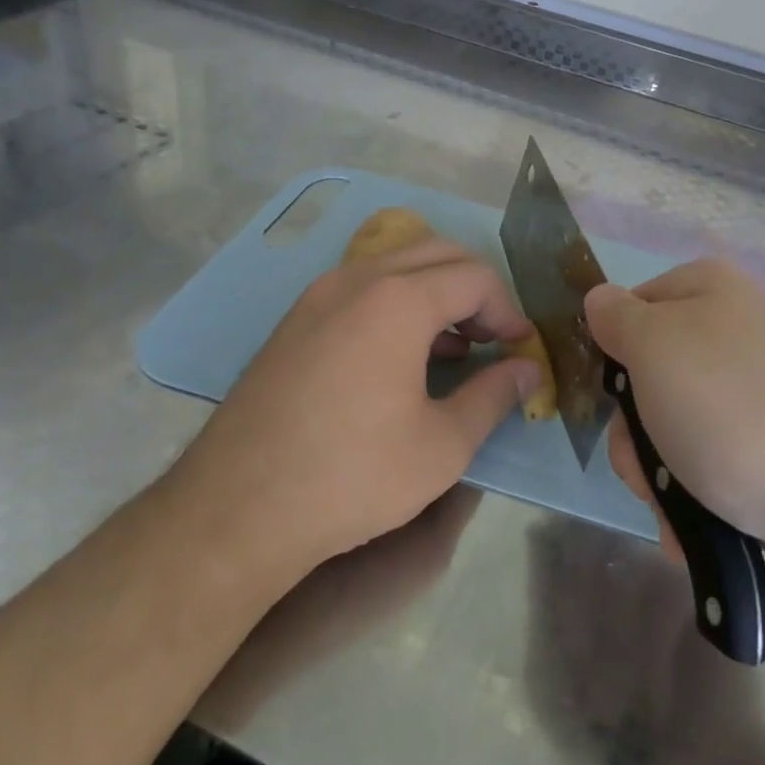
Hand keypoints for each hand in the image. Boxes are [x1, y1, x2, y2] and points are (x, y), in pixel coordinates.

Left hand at [173, 236, 541, 579]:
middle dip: (476, 290)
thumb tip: (528, 370)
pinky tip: (402, 357)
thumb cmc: (352, 476)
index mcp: (397, 300)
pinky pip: (361, 289)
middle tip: (493, 340)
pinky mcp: (294, 320)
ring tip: (455, 349)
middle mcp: (356, 280)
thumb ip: (493, 396)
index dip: (508, 309)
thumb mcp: (442, 445)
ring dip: (435, 293)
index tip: (521, 349)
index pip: (475, 277)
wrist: (236, 509)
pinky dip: (396, 304)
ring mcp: (317, 296)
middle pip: (437, 255)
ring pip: (395, 266)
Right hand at [585, 259, 764, 597]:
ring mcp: (756, 391)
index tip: (612, 396)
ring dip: (658, 472)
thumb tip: (599, 300)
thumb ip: (616, 317)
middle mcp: (734, 331)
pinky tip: (698, 522)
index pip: (629, 308)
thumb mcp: (654, 347)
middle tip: (644, 463)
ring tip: (674, 504)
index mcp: (709, 290)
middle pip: (648, 376)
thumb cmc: (730, 411)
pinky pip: (709, 460)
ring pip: (672, 426)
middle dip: (635, 431)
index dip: (612, 352)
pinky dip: (694, 492)